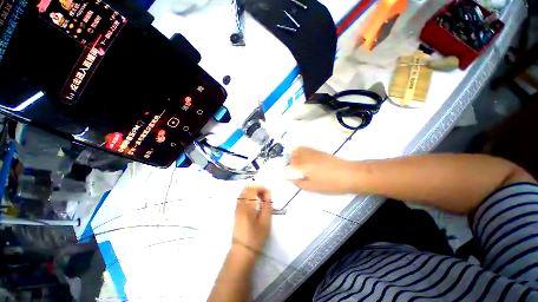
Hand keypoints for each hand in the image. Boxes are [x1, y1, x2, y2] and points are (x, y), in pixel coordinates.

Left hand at [232, 186, 272, 256]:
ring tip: (261, 199)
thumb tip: (268, 193)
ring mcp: (237, 207)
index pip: (253, 189)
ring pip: (244, 192)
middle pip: (247, 189)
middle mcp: (240, 204)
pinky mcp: (236, 211)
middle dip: (257, 189)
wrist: (242, 250)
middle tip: (265, 196)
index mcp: (247, 206)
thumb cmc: (255, 236)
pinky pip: (242, 198)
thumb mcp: (265, 221)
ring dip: (253, 192)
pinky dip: (249, 196)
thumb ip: (267, 205)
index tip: (269, 194)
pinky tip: (255, 203)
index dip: (262, 188)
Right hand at [287, 147, 353, 193]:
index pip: (289, 166)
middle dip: (288, 162)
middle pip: (291, 156)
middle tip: (291, 170)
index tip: (286, 176)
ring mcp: (312, 152)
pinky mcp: (318, 151)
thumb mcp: (313, 187)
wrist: (349, 174)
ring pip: (297, 150)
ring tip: (296, 164)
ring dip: (293, 155)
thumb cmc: (330, 183)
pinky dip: (300, 150)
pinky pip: (305, 148)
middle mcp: (305, 156)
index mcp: (303, 166)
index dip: (286, 171)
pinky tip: (303, 156)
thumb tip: (289, 179)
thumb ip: (299, 183)